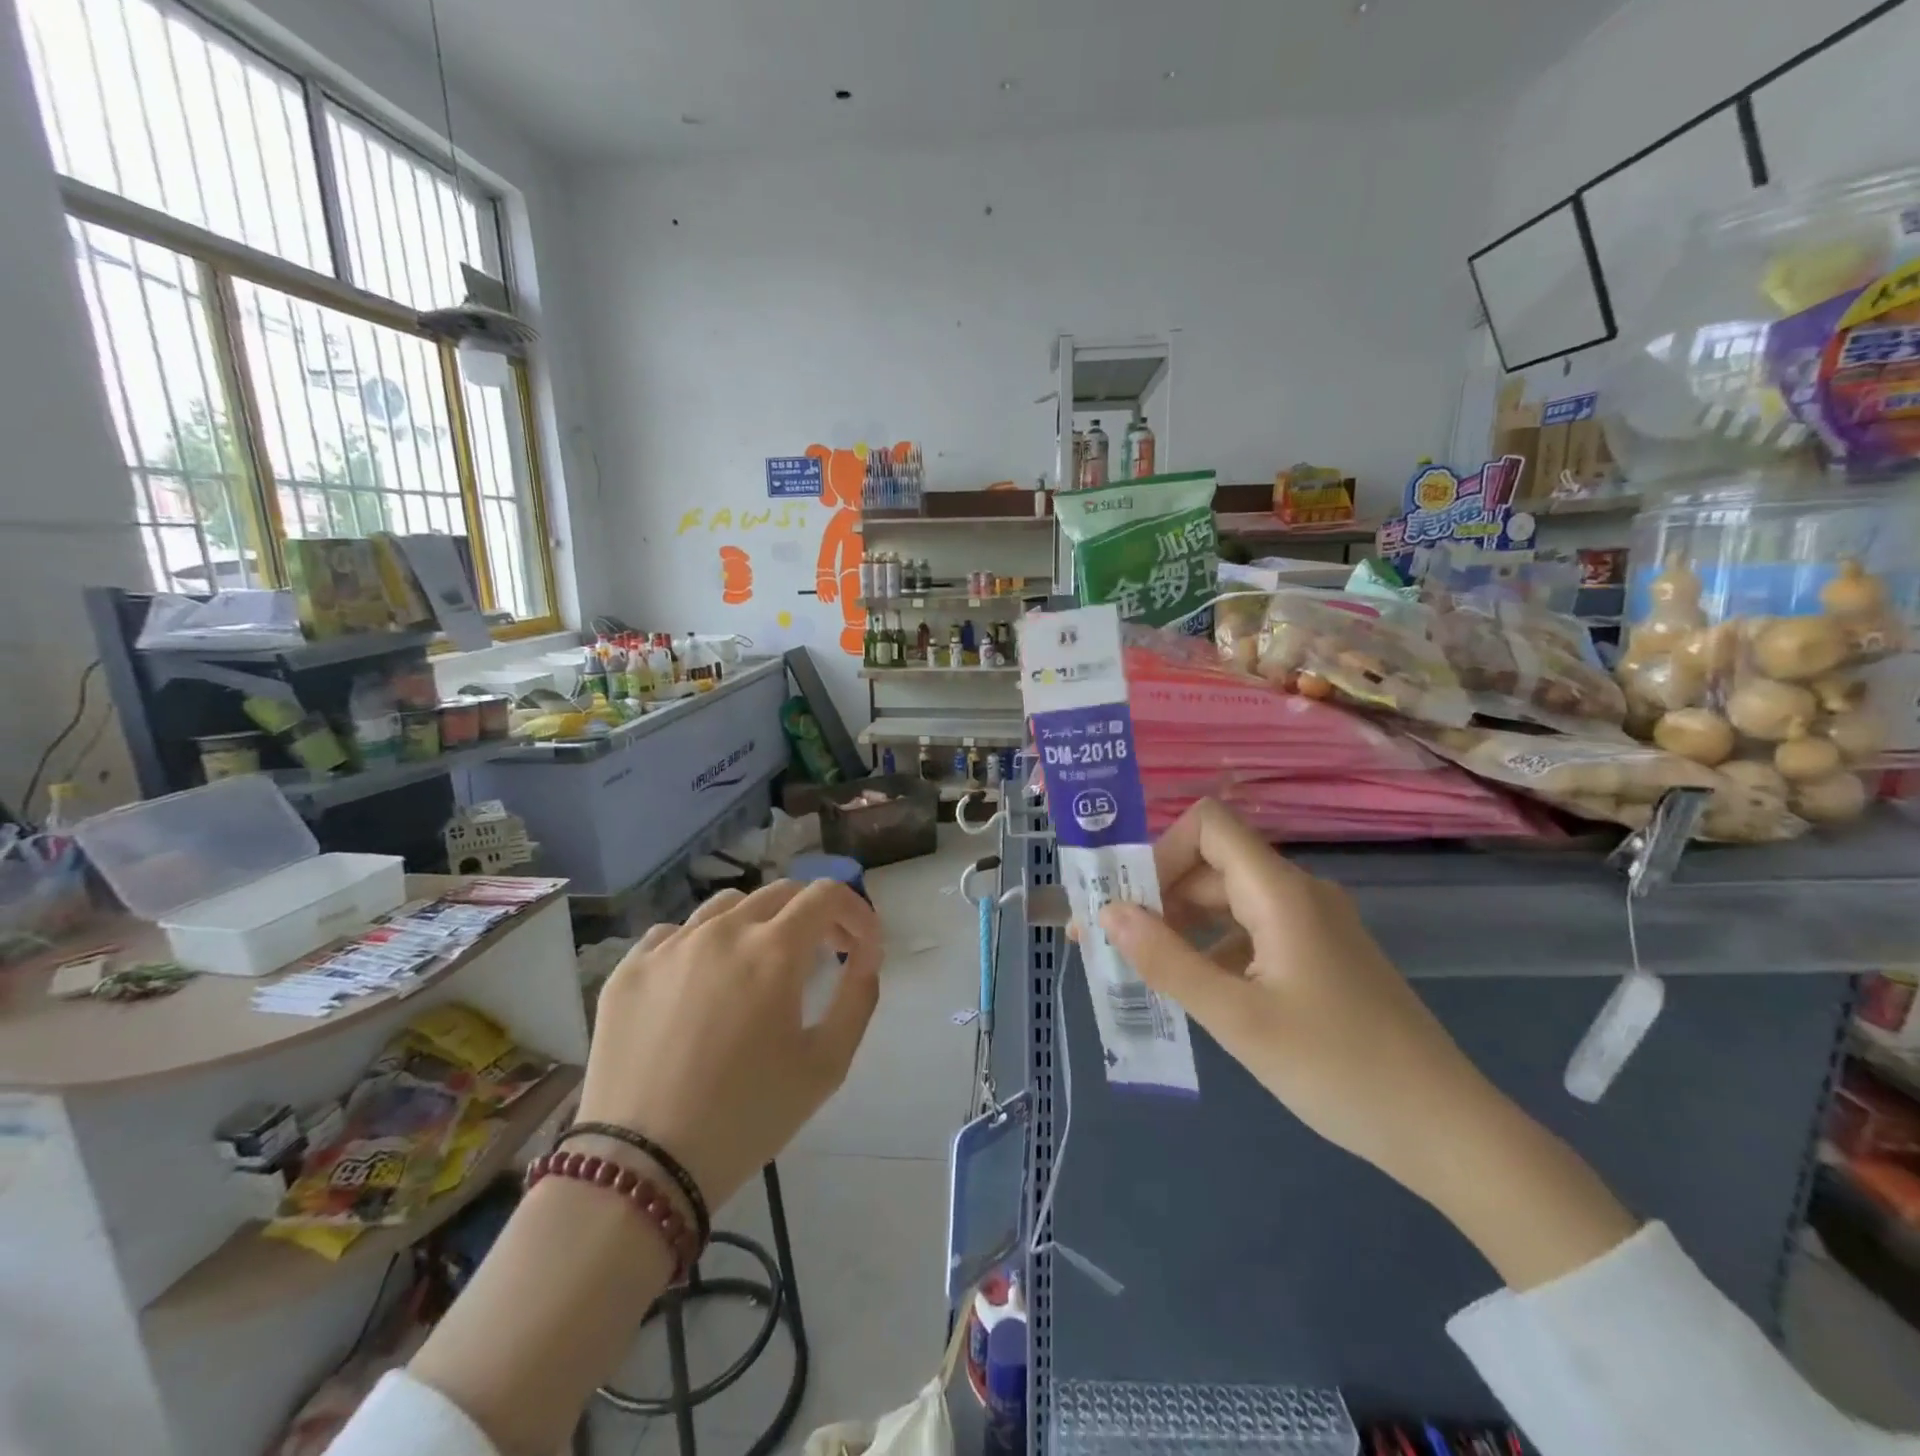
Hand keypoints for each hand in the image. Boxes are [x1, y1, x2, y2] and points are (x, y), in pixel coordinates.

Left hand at [577, 880, 881, 1208]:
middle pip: (780, 893)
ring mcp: (669, 946)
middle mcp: (721, 931)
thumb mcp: (827, 1065)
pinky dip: (703, 944)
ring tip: (760, 966)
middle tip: (822, 956)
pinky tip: (702, 983)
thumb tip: (863, 957)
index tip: (861, 949)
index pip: (827, 895)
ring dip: (759, 923)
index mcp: (773, 950)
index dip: (856, 913)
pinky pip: (675, 934)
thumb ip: (858, 998)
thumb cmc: (747, 1117)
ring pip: (726, 906)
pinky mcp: (629, 969)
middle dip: (813, 916)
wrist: (642, 1169)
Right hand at [1096, 799, 1495, 1203]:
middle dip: (1156, 894)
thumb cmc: (1338, 1068)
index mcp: (1280, 892)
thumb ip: (1168, 961)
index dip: (1160, 850)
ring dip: (1181, 924)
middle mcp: (1296, 893)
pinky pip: (1251, 932)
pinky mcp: (1319, 956)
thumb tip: (1108, 914)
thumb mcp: (1238, 1018)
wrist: (1444, 1129)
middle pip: (1212, 865)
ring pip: (1229, 901)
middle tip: (1110, 940)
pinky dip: (1213, 948)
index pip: (1209, 826)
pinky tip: (1196, 990)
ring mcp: (1312, 925)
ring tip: (1141, 967)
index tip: (1127, 899)